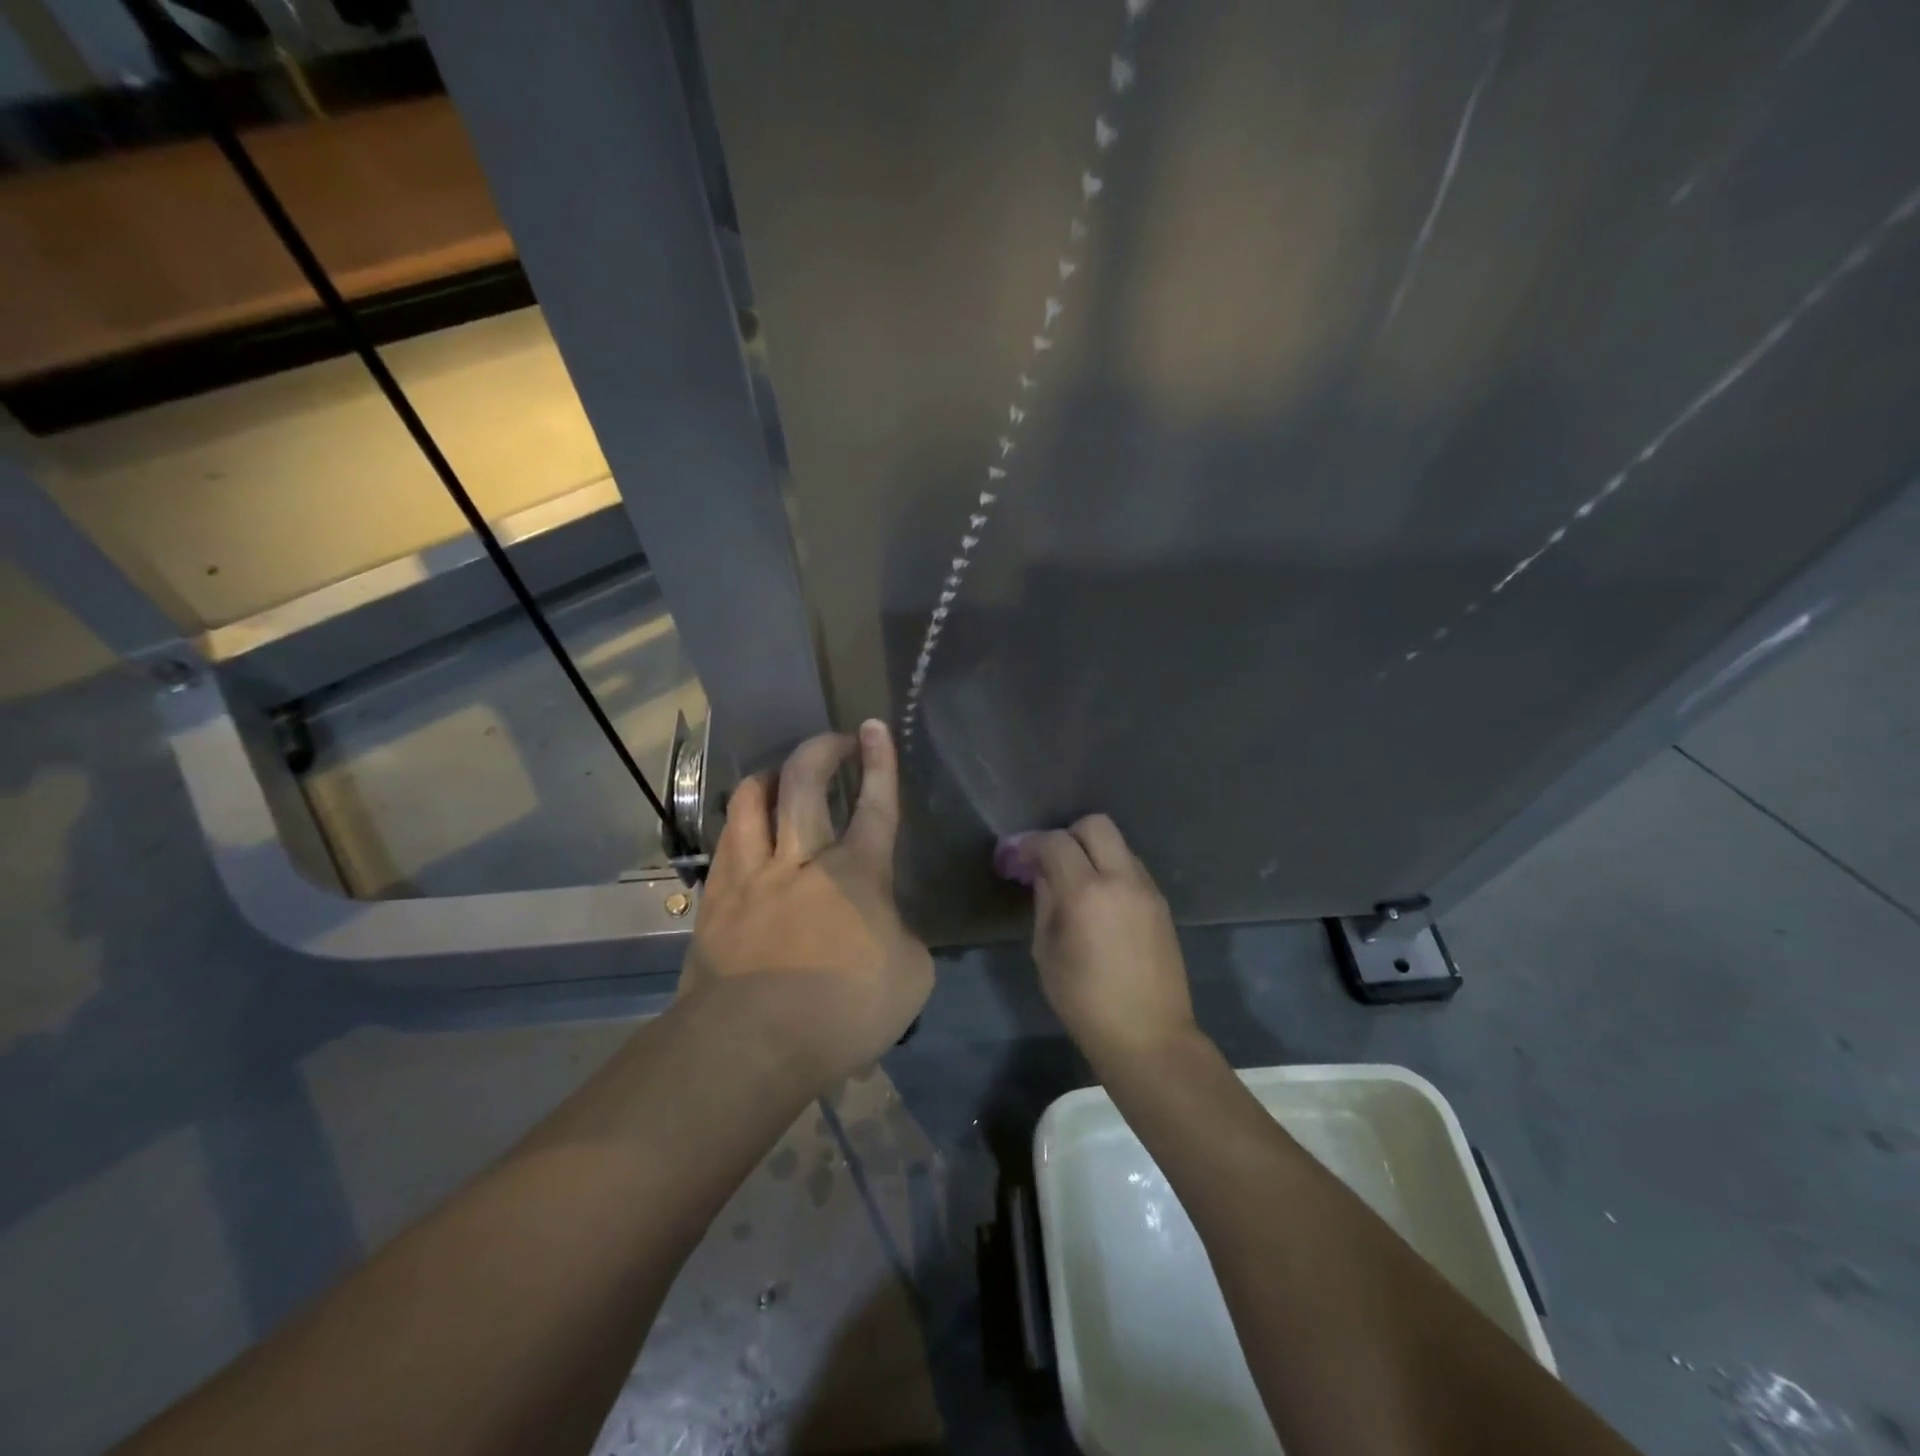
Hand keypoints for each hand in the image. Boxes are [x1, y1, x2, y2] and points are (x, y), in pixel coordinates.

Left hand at [678, 720, 932, 1088]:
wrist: (751, 1043)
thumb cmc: (843, 1010)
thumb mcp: (909, 976)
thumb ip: (902, 936)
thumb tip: (884, 925)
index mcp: (857, 872)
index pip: (876, 805)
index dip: (880, 763)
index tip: (874, 727)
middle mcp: (802, 858)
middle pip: (805, 782)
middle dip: (821, 750)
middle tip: (833, 740)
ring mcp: (751, 875)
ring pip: (751, 801)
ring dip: (769, 778)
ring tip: (780, 776)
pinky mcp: (715, 900)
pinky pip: (725, 843)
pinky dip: (739, 823)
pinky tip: (744, 830)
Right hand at [997, 815, 1196, 1068]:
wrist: (1149, 1036)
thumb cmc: (1084, 1002)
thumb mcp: (1047, 952)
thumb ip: (1045, 902)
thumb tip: (1042, 874)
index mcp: (1087, 892)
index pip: (1055, 842)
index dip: (1029, 843)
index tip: (1013, 858)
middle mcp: (1122, 879)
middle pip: (1095, 825)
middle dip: (1066, 835)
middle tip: (1048, 862)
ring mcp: (1147, 889)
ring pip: (1118, 844)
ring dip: (1091, 852)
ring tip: (1073, 883)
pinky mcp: (1161, 904)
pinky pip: (1131, 868)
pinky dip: (1110, 871)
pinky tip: (1098, 901)